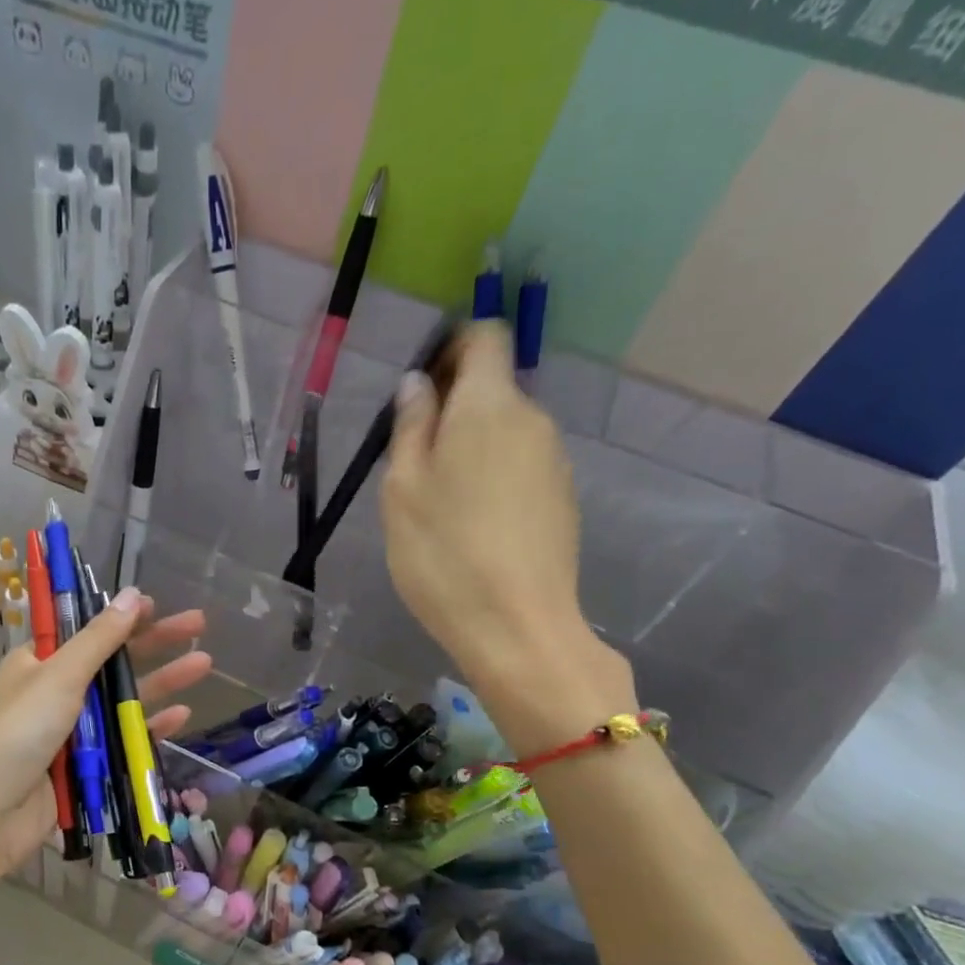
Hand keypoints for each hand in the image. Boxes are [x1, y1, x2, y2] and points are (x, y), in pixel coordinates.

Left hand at [0, 588, 210, 879]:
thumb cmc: (18, 733)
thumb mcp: (59, 676)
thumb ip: (99, 638)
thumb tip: (132, 594)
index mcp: (40, 663)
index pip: (87, 629)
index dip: (121, 615)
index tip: (156, 603)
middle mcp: (57, 691)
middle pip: (113, 660)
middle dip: (155, 643)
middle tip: (198, 624)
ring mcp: (73, 729)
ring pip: (124, 699)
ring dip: (162, 682)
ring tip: (204, 665)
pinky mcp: (86, 764)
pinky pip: (124, 739)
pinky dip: (150, 726)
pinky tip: (182, 715)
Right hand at [381, 322, 633, 752]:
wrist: (517, 626)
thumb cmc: (443, 554)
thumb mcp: (402, 490)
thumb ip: (410, 427)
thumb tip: (418, 384)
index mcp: (488, 407)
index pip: (484, 338)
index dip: (451, 347)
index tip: (420, 389)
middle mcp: (532, 420)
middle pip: (493, 389)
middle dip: (452, 409)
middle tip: (414, 463)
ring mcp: (553, 461)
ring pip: (504, 433)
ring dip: (471, 449)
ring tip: (440, 506)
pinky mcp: (561, 499)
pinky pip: (519, 468)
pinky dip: (493, 479)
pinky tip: (473, 528)